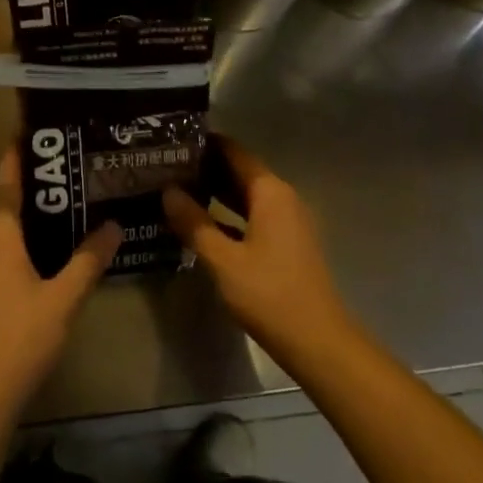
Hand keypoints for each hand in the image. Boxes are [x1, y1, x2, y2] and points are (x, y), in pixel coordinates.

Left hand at [0, 148, 119, 423]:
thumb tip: (114, 224)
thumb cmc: (18, 337)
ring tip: (76, 198)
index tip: (39, 130)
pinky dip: (33, 238)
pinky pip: (10, 250)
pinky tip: (61, 247)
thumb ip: (88, 260)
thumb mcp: (63, 297)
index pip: (7, 182)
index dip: (19, 155)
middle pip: (9, 201)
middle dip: (38, 181)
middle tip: (75, 162)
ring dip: (37, 212)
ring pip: (10, 228)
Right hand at [163, 138, 353, 367]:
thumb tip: (167, 191)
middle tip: (165, 167)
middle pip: (240, 171)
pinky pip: (253, 216)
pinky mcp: (287, 243)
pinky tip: (201, 224)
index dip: (204, 144)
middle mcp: (282, 198)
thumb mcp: (223, 259)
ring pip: (246, 196)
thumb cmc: (269, 294)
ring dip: (215, 193)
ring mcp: (287, 221)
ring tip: (176, 191)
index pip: (234, 151)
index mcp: (270, 192)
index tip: (172, 141)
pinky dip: (228, 215)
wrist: (317, 341)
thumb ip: (194, 223)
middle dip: (205, 168)